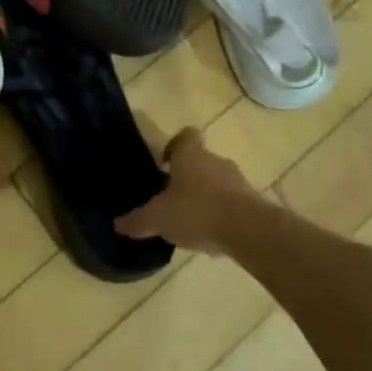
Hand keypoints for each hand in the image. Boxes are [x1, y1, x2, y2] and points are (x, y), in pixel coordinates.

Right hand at [114, 124, 257, 254]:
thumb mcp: (159, 218)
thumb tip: (117, 224)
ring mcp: (237, 181)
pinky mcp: (253, 203)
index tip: (164, 164)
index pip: (185, 135)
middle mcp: (215, 161)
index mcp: (190, 155)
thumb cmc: (197, 211)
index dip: (174, 145)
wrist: (249, 230)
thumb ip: (138, 220)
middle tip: (172, 198)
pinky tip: (211, 235)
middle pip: (201, 160)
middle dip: (188, 177)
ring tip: (191, 221)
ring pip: (217, 182)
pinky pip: (232, 203)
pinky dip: (222, 214)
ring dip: (206, 196)